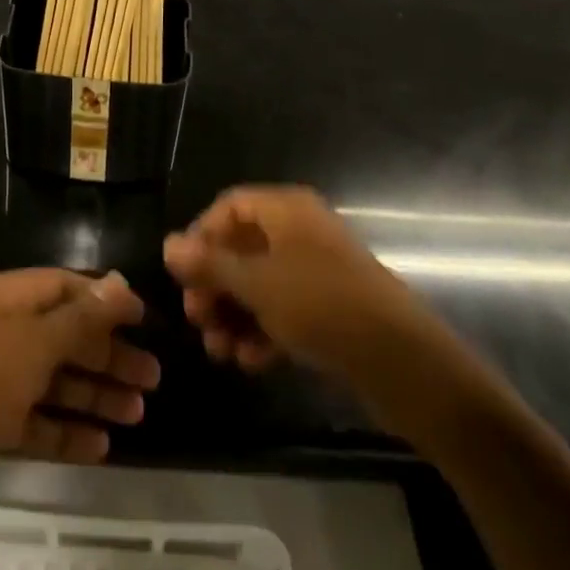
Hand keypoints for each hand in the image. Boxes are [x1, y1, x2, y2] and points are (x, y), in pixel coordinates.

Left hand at [0, 269, 160, 543]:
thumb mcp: (31, 345)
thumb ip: (79, 318)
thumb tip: (120, 281)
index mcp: (7, 299)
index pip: (65, 286)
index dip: (105, 300)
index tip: (146, 320)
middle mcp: (0, 332)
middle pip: (64, 335)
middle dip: (107, 353)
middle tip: (153, 378)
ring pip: (53, 380)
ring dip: (94, 394)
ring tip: (138, 413)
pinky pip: (35, 421)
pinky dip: (66, 431)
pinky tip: (101, 447)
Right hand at [164, 186, 426, 378]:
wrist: (402, 360)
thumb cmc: (320, 305)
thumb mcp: (256, 284)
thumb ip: (209, 265)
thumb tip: (168, 244)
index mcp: (286, 210)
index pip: (229, 207)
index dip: (200, 236)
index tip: (181, 275)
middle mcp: (300, 232)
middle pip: (241, 248)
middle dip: (215, 286)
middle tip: (197, 320)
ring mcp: (316, 271)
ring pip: (260, 285)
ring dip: (234, 315)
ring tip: (219, 351)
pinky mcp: (329, 308)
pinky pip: (284, 310)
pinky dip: (263, 331)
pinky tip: (250, 362)